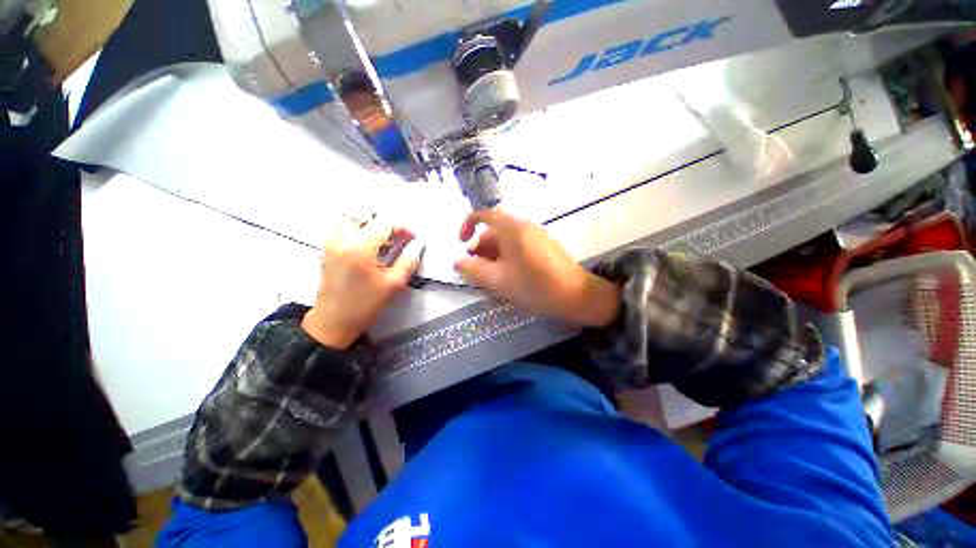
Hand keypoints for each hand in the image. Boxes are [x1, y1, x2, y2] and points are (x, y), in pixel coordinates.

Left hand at [301, 215, 423, 348]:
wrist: (332, 322)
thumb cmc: (365, 305)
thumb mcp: (393, 285)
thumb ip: (408, 261)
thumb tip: (417, 245)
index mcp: (360, 248)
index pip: (384, 223)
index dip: (402, 226)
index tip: (413, 236)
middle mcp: (342, 239)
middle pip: (364, 215)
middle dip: (384, 222)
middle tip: (397, 236)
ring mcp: (331, 243)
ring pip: (349, 218)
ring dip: (368, 223)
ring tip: (382, 239)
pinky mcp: (327, 249)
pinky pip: (341, 228)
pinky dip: (356, 229)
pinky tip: (368, 245)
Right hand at [453, 209, 619, 326]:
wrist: (577, 295)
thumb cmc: (535, 286)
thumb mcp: (499, 280)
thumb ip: (473, 270)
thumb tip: (456, 261)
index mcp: (512, 228)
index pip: (483, 214)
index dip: (467, 225)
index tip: (462, 244)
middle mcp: (524, 225)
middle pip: (494, 229)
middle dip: (480, 247)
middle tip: (477, 271)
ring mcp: (536, 234)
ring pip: (506, 239)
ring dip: (493, 254)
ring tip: (492, 277)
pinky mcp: (544, 245)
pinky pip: (519, 245)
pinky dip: (507, 256)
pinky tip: (509, 275)